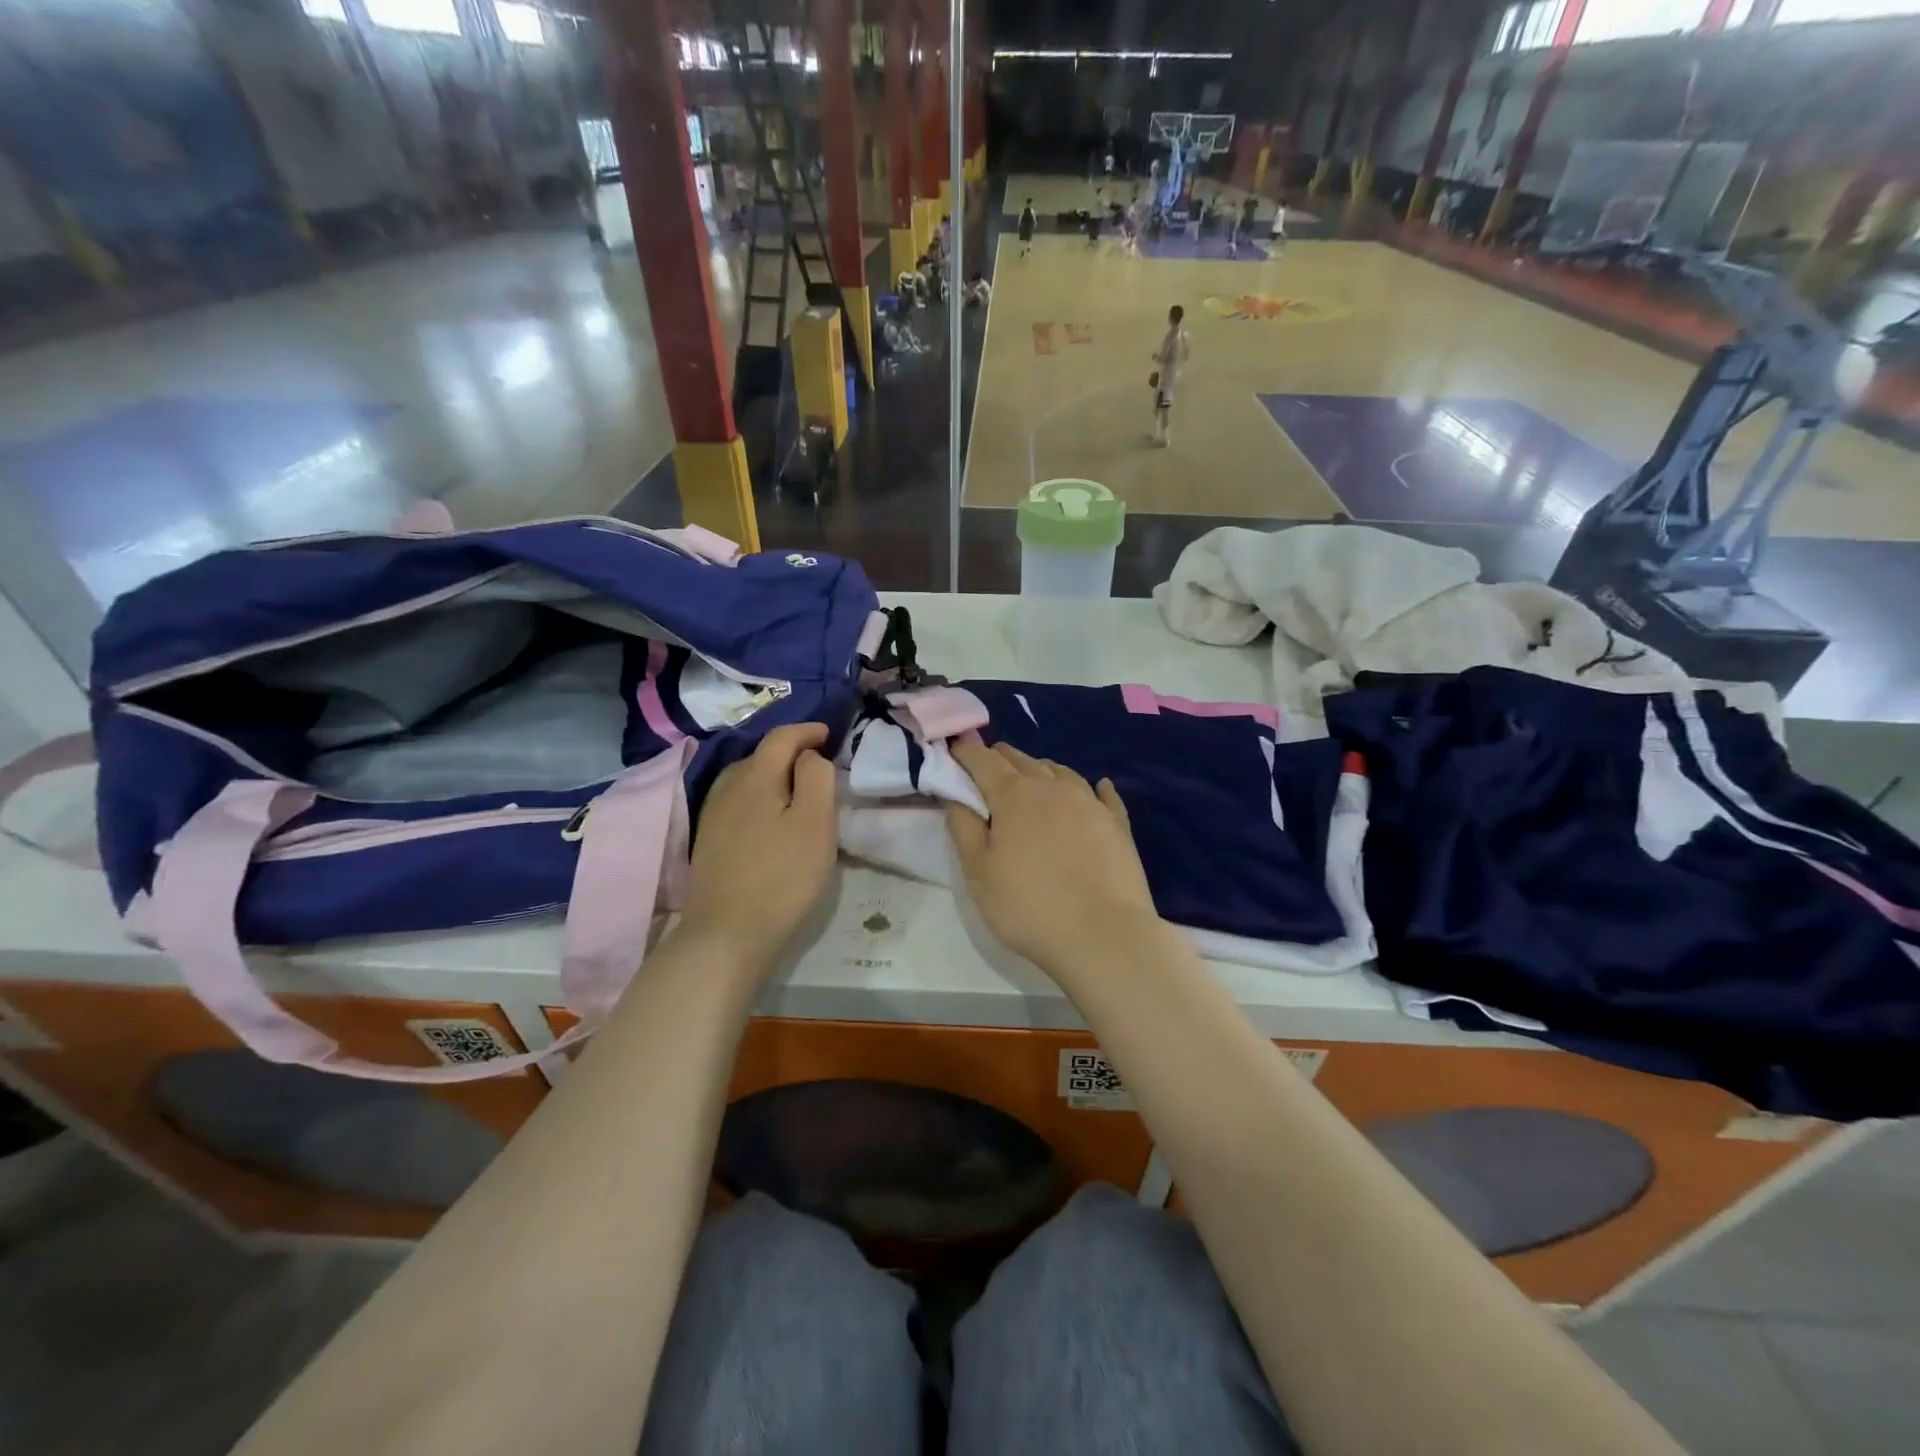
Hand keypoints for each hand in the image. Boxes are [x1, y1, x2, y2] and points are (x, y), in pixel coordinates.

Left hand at [676, 722, 836, 968]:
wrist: (727, 934)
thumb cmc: (782, 876)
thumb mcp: (816, 823)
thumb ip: (817, 778)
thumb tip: (809, 756)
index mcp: (755, 776)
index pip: (781, 737)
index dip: (807, 731)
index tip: (829, 734)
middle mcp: (727, 787)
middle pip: (761, 755)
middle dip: (790, 752)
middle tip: (819, 764)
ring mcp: (713, 815)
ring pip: (746, 779)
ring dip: (773, 775)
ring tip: (796, 789)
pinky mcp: (709, 841)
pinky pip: (737, 801)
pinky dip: (759, 796)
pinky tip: (769, 817)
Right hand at [944, 742, 1163, 984]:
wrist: (1104, 937)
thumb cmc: (1029, 907)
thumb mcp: (979, 873)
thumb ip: (963, 826)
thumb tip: (953, 791)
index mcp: (1014, 795)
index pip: (983, 759)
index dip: (964, 752)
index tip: (952, 753)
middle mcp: (1053, 786)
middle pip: (1020, 758)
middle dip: (998, 759)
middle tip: (984, 774)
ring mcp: (1090, 802)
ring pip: (1059, 771)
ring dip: (1038, 770)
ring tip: (1029, 783)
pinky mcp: (1117, 824)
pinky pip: (1102, 794)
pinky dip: (1091, 788)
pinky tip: (1097, 789)